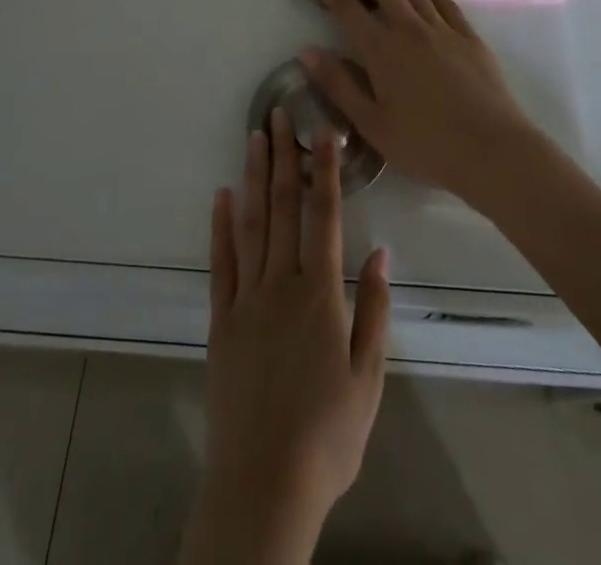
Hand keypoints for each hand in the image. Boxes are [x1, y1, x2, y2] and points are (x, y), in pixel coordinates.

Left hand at [182, 108, 390, 564]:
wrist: (263, 486)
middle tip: (278, 114)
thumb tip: (380, 253)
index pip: (325, 217)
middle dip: (284, 157)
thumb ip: (373, 311)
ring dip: (254, 178)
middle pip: (284, 208)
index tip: (323, 132)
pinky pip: (221, 262)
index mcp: (320, 296)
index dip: (325, 170)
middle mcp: (281, 284)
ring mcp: (246, 299)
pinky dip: (220, 225)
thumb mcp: (368, 380)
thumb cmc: (327, 437)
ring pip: (251, 224)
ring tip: (253, 137)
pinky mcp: (221, 320)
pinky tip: (222, 195)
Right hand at [301, 0, 538, 204]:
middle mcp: (410, 30)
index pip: (347, 9)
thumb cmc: (426, 145)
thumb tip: (306, 51)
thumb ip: (339, 85)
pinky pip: (443, 0)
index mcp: (382, 52)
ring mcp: (442, 29)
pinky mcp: (468, 36)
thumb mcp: (372, 125)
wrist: (492, 150)